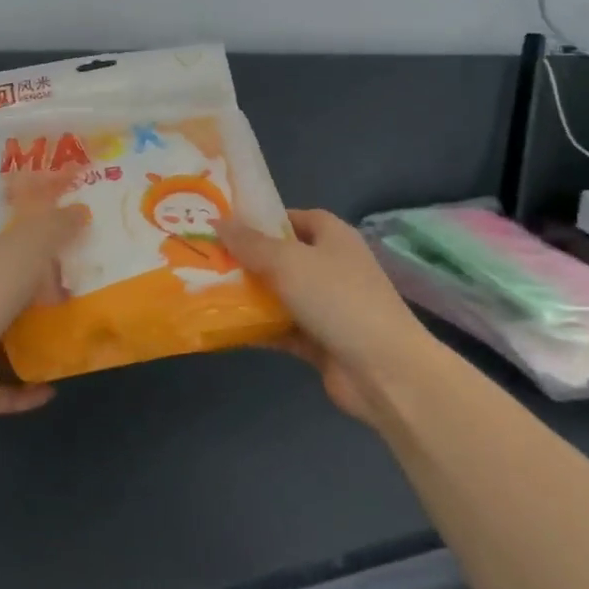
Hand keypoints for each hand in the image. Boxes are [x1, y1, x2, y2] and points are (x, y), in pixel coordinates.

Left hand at [0, 198, 87, 418]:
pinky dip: (30, 389)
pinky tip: (56, 386)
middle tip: (88, 296)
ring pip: (11, 342)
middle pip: (14, 297)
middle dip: (45, 297)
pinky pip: (9, 387)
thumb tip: (81, 210)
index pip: (11, 252)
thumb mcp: (28, 246)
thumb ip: (55, 228)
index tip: (75, 249)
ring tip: (78, 340)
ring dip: (39, 343)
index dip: (40, 247)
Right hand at [220, 210, 433, 424]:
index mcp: (332, 236)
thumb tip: (218, 220)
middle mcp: (330, 266)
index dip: (261, 220)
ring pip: (279, 294)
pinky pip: (281, 328)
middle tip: (205, 259)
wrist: (384, 370)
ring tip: (203, 290)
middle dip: (246, 259)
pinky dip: (257, 327)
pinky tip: (223, 326)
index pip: (292, 218)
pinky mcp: (319, 340)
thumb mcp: (288, 262)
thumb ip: (250, 243)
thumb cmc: (337, 299)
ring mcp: (326, 305)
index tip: (225, 226)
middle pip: (281, 256)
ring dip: (248, 295)